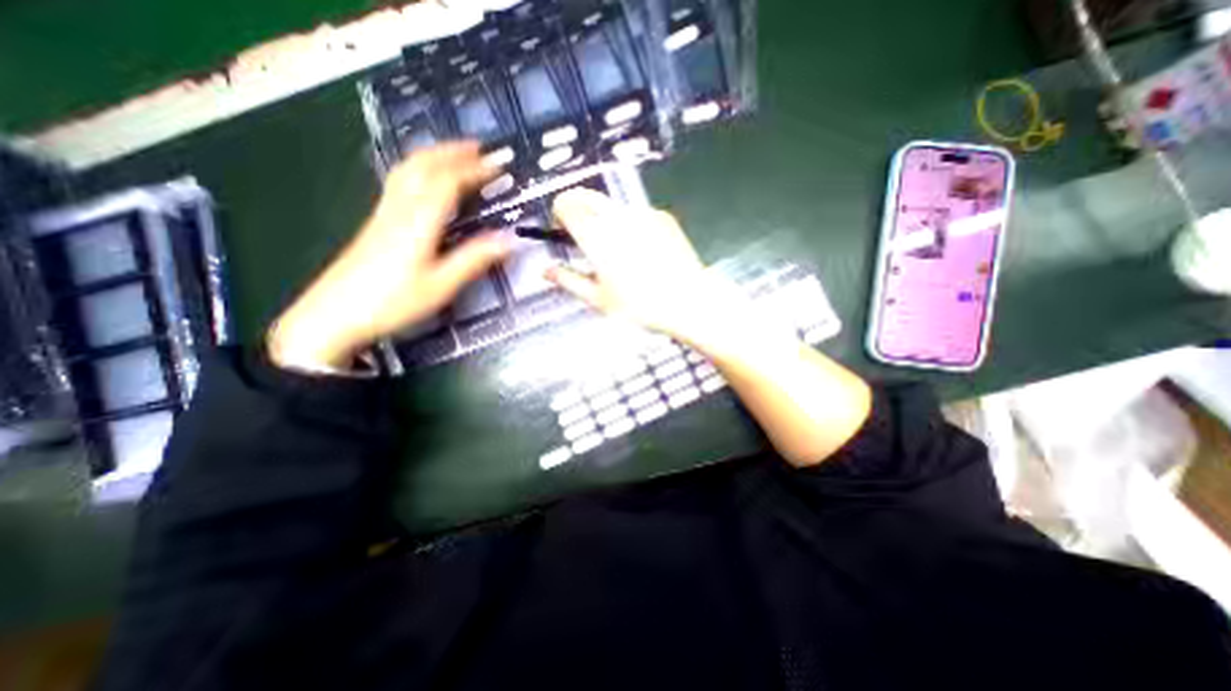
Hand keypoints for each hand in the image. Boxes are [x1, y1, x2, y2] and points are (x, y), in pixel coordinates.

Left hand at [271, 138, 513, 366]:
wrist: (333, 315)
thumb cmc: (392, 303)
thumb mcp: (441, 286)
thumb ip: (474, 260)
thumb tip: (508, 241)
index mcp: (418, 222)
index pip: (448, 182)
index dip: (474, 170)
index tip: (498, 164)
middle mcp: (399, 209)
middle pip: (423, 166)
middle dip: (453, 152)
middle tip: (478, 147)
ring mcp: (384, 213)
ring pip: (407, 170)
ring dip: (434, 155)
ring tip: (455, 154)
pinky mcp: (376, 223)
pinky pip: (399, 183)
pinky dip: (419, 170)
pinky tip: (426, 180)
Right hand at [548, 185, 739, 346]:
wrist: (688, 302)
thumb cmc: (639, 306)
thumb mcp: (598, 299)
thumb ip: (568, 280)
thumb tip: (545, 271)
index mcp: (595, 235)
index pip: (565, 204)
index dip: (559, 214)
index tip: (563, 232)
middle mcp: (616, 216)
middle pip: (586, 195)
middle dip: (577, 209)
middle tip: (583, 237)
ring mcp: (642, 213)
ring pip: (611, 205)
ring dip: (603, 218)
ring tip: (617, 250)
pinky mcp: (662, 216)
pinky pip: (635, 213)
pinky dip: (628, 224)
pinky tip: (642, 250)